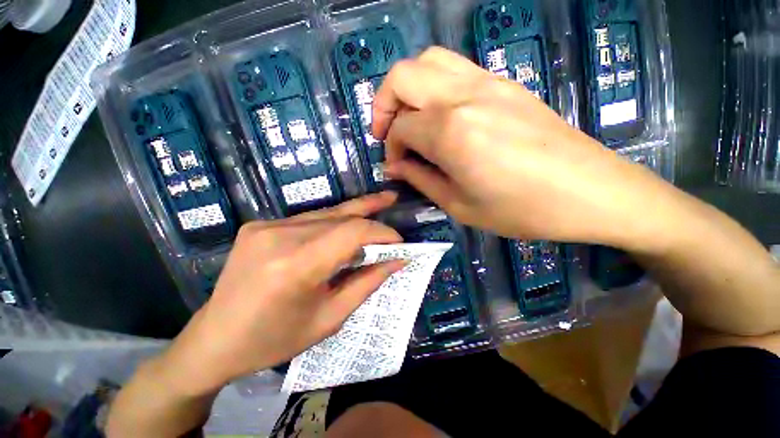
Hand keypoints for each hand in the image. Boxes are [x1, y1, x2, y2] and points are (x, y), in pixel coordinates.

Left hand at [157, 193, 404, 395]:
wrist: (214, 340)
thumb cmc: (274, 340)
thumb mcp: (329, 318)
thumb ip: (366, 283)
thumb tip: (397, 261)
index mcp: (296, 266)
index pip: (352, 232)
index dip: (381, 232)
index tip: (399, 242)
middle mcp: (279, 236)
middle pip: (340, 216)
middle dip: (371, 213)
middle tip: (392, 199)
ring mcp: (266, 226)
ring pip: (325, 213)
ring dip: (354, 213)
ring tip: (378, 202)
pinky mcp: (259, 225)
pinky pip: (308, 219)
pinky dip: (332, 222)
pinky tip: (344, 226)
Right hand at [373, 47, 671, 247]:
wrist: (590, 192)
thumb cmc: (521, 210)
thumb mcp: (460, 205)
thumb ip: (421, 179)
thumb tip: (394, 167)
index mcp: (450, 132)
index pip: (400, 128)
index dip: (391, 149)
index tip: (398, 167)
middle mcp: (462, 96)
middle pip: (403, 76)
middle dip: (384, 104)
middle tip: (387, 133)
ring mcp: (486, 83)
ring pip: (428, 62)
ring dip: (408, 89)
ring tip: (410, 119)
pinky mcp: (504, 83)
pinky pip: (455, 69)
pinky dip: (434, 86)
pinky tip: (440, 116)